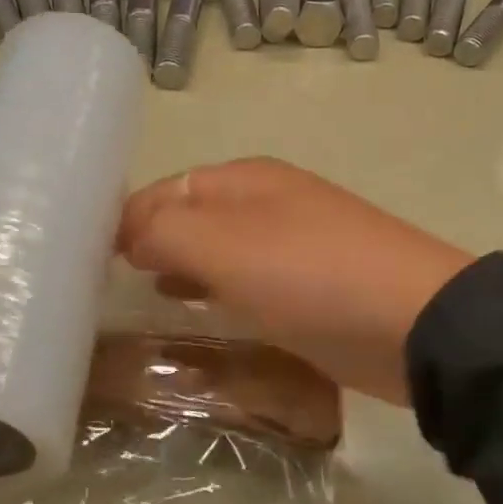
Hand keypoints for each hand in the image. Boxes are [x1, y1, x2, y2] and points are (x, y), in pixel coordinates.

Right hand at [117, 159, 471, 405]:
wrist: (412, 324)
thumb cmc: (310, 275)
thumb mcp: (225, 246)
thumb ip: (165, 232)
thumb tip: (127, 233)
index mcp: (247, 179)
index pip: (168, 188)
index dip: (127, 217)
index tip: (90, 257)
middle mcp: (269, 203)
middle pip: (194, 215)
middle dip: (152, 241)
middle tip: (110, 280)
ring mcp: (293, 245)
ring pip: (220, 249)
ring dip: (182, 266)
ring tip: (145, 293)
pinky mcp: (311, 288)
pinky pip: (247, 281)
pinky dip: (216, 289)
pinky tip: (199, 308)